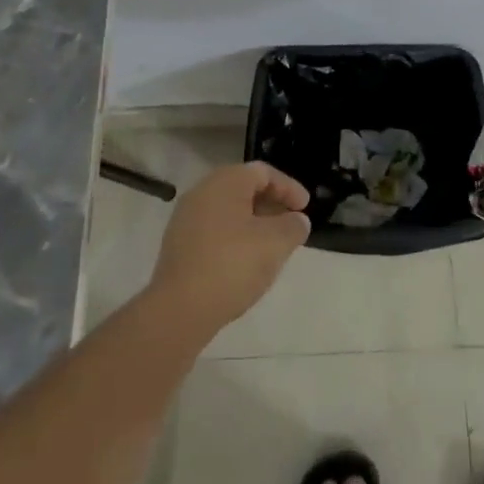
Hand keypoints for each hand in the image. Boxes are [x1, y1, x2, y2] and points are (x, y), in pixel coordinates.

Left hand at [149, 162, 311, 338]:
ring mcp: (185, 219)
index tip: (305, 208)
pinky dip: (235, 237)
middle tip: (291, 223)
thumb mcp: (275, 244)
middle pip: (244, 188)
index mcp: (224, 182)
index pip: (263, 172)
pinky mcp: (179, 246)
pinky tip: (246, 261)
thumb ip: (293, 226)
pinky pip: (214, 230)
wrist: (179, 310)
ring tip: (272, 244)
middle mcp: (201, 193)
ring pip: (228, 211)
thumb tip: (296, 221)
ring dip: (254, 222)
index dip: (289, 187)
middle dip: (271, 204)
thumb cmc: (232, 265)